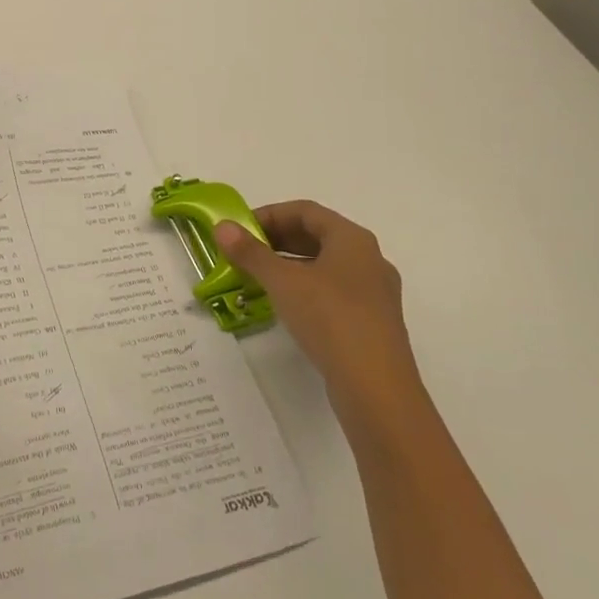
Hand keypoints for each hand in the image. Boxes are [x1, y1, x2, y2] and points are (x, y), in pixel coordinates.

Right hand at [216, 202, 420, 422]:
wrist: (376, 387)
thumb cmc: (330, 319)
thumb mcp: (282, 281)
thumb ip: (251, 252)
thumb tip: (222, 227)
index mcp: (352, 239)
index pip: (305, 211)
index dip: (268, 215)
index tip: (239, 231)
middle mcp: (369, 259)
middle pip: (316, 236)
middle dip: (276, 240)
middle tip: (243, 253)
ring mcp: (374, 292)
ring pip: (324, 265)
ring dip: (288, 265)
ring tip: (256, 279)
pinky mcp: (372, 322)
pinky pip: (333, 291)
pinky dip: (304, 288)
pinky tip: (283, 306)